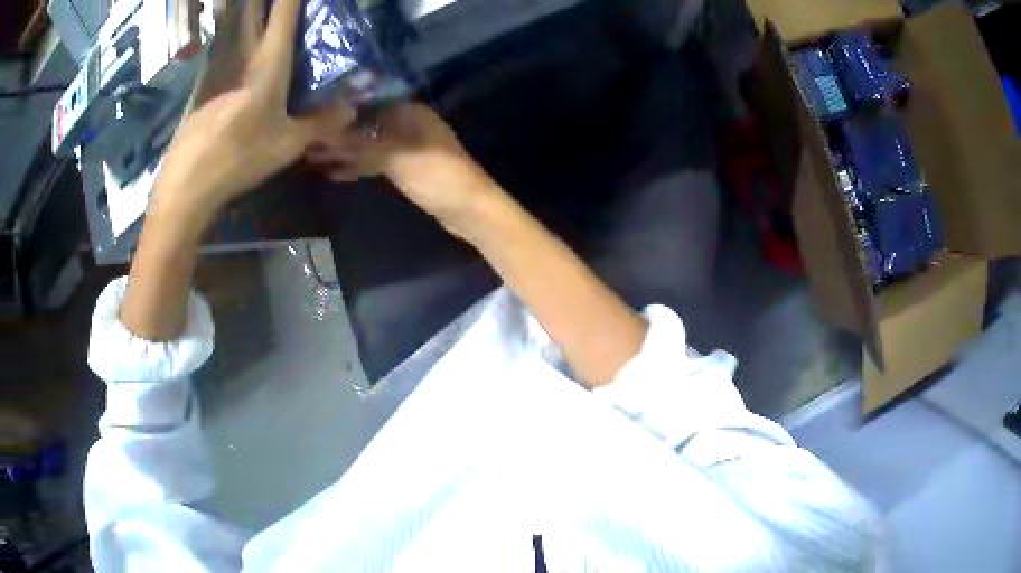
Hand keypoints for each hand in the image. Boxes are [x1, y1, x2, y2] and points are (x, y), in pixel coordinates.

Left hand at [153, 0, 354, 218]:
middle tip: (274, 4)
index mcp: (266, 68)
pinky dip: (234, 69)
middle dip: (261, 6)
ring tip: (257, 26)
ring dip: (247, 30)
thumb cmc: (239, 159)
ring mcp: (216, 81)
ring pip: (237, 47)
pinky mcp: (201, 99)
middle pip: (252, 20)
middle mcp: (240, 64)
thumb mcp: (286, 145)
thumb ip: (320, 124)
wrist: (186, 188)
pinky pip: (224, 74)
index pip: (283, 17)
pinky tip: (235, 92)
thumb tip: (351, 109)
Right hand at [305, 103, 499, 234]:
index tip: (311, 115)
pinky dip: (354, 167)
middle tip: (303, 140)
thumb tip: (326, 134)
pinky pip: (372, 163)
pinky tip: (332, 172)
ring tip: (308, 157)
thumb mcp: (397, 156)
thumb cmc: (438, 175)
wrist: (468, 209)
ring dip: (341, 152)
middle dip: (335, 133)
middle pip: (363, 125)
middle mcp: (404, 124)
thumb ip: (362, 144)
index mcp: (408, 112)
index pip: (367, 103)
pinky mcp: (402, 168)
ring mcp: (403, 147)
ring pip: (365, 146)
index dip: (339, 109)